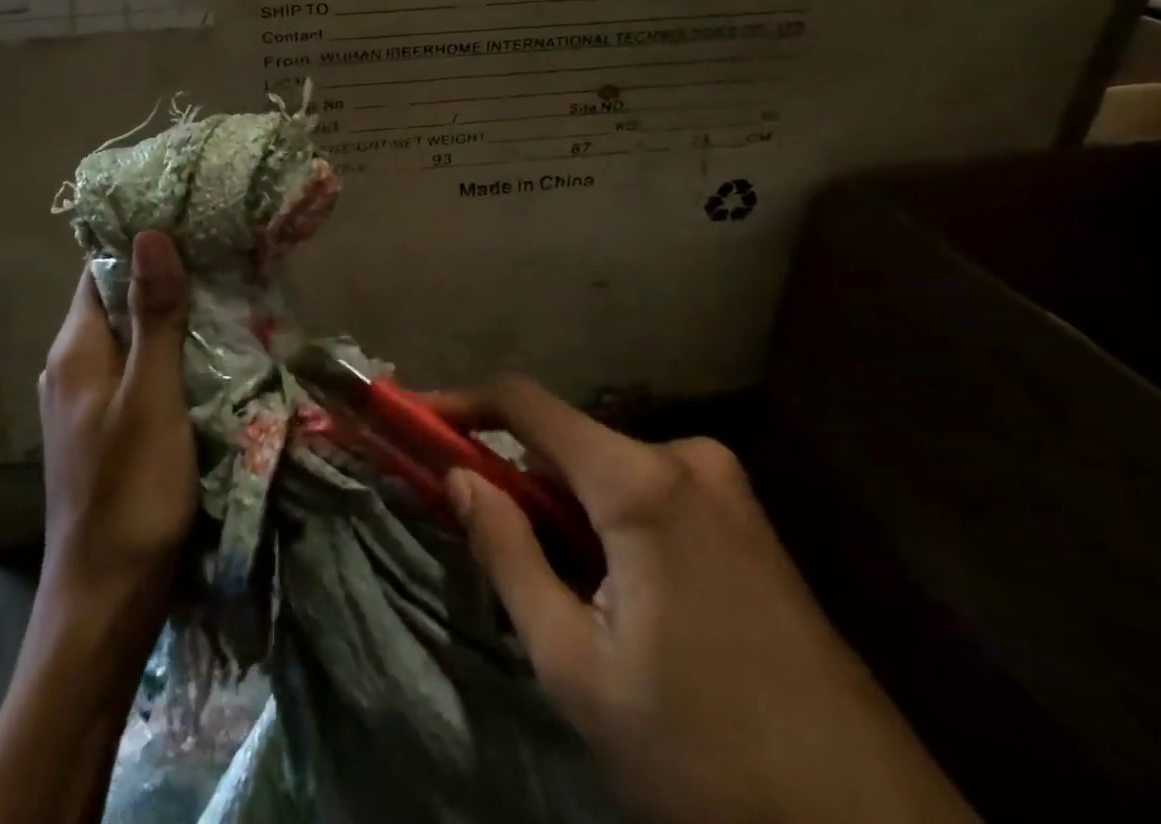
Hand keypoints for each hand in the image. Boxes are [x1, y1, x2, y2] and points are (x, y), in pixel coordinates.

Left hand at [37, 230, 195, 630]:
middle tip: (223, 258)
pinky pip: (138, 376)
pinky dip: (169, 359)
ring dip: (171, 321)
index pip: (100, 271)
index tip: (191, 222)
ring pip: (131, 342)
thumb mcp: (151, 395)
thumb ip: (154, 315)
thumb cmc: (131, 490)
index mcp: (75, 350)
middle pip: (117, 304)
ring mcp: (86, 405)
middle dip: (164, 280)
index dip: (140, 244)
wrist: (106, 602)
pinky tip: (208, 359)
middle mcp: (71, 369)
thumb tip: (150, 234)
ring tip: (225, 297)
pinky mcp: (106, 434)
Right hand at [447, 379, 976, 823]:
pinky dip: (608, 526)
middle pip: (567, 443)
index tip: (412, 420)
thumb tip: (457, 477)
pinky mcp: (748, 523)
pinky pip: (649, 496)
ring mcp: (726, 489)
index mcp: (641, 480)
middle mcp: (686, 458)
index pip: (525, 402)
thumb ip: (508, 555)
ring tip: (554, 595)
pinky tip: (613, 599)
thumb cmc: (708, 758)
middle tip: (479, 540)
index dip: (461, 404)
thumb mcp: (578, 668)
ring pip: (607, 474)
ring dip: (563, 513)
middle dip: (515, 479)